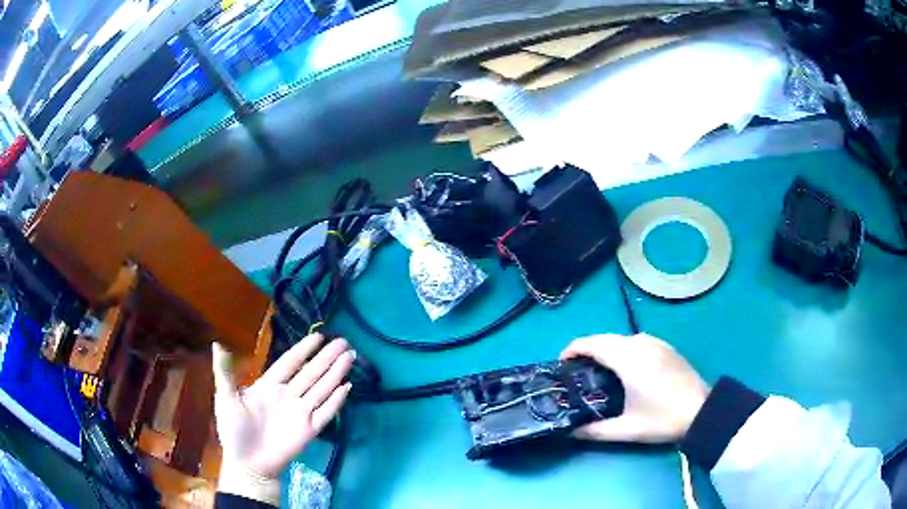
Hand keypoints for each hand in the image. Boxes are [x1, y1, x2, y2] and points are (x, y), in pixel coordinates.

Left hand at [212, 334, 352, 502]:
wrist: (248, 464)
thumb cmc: (234, 431)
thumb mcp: (226, 398)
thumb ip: (224, 372)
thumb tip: (217, 342)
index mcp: (269, 386)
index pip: (289, 363)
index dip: (303, 349)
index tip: (319, 336)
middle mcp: (288, 396)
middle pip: (311, 373)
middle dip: (327, 357)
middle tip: (343, 342)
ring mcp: (300, 413)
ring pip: (322, 389)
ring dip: (335, 373)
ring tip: (349, 357)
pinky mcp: (309, 430)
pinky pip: (326, 413)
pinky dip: (337, 401)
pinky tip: (347, 387)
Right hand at [561, 333, 707, 443]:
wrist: (702, 411)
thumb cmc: (662, 419)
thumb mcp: (626, 429)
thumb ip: (594, 431)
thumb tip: (569, 432)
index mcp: (628, 359)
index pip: (591, 344)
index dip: (572, 350)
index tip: (561, 365)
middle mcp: (640, 343)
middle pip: (604, 338)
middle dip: (586, 350)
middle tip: (576, 372)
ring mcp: (655, 343)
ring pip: (620, 338)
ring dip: (604, 349)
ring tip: (597, 371)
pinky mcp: (665, 347)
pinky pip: (635, 341)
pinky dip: (621, 349)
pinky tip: (624, 369)